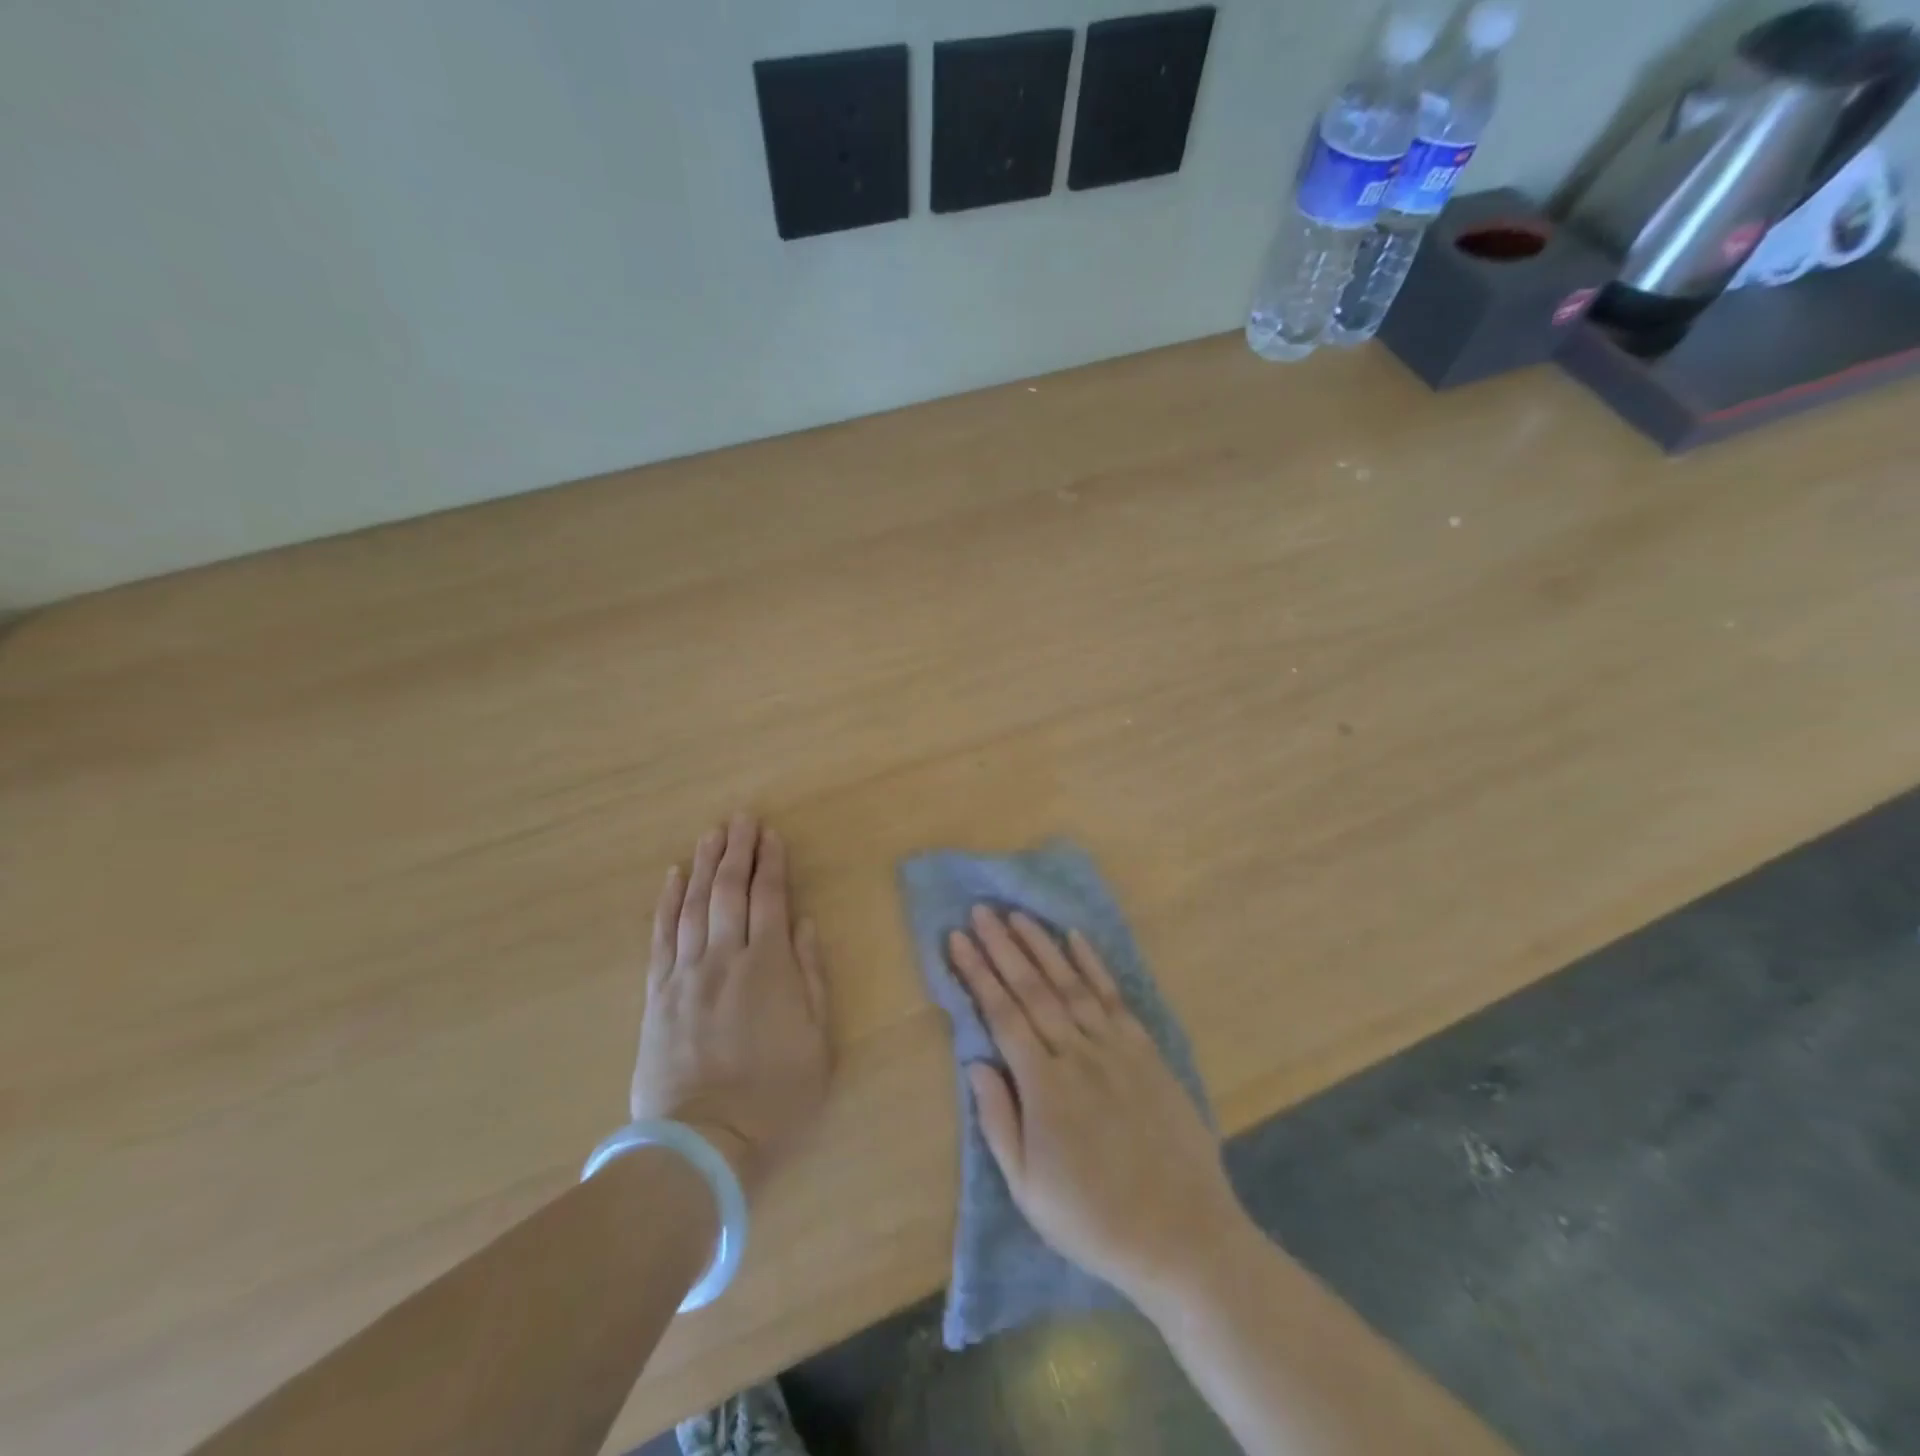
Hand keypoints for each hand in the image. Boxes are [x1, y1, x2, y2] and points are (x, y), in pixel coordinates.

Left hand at [631, 814, 831, 1196]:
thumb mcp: (818, 1041)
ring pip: (693, 905)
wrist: (704, 1143)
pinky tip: (672, 877)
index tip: (771, 835)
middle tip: (742, 819)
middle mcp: (725, 959)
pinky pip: (661, 936)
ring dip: (703, 865)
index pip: (770, 900)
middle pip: (730, 892)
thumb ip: (811, 976)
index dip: (771, 864)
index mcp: (769, 967)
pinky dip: (667, 902)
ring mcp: (686, 974)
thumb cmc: (776, 1096)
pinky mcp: (657, 994)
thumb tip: (804, 925)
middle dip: (738, 851)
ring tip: (711, 834)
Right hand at [948, 907, 1248, 1302]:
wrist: (1182, 1234)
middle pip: (1032, 988)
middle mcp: (1077, 1053)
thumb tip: (975, 1061)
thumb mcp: (1027, 1188)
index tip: (956, 940)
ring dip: (1042, 945)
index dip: (977, 974)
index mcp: (1043, 1086)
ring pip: (1070, 983)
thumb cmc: (1094, 1219)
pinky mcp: (1145, 1050)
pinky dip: (1093, 964)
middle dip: (1002, 946)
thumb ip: (998, 1120)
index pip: (1001, 1014)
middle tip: (980, 910)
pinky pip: (1114, 997)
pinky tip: (1076, 939)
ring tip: (1018, 914)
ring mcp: (1115, 1048)